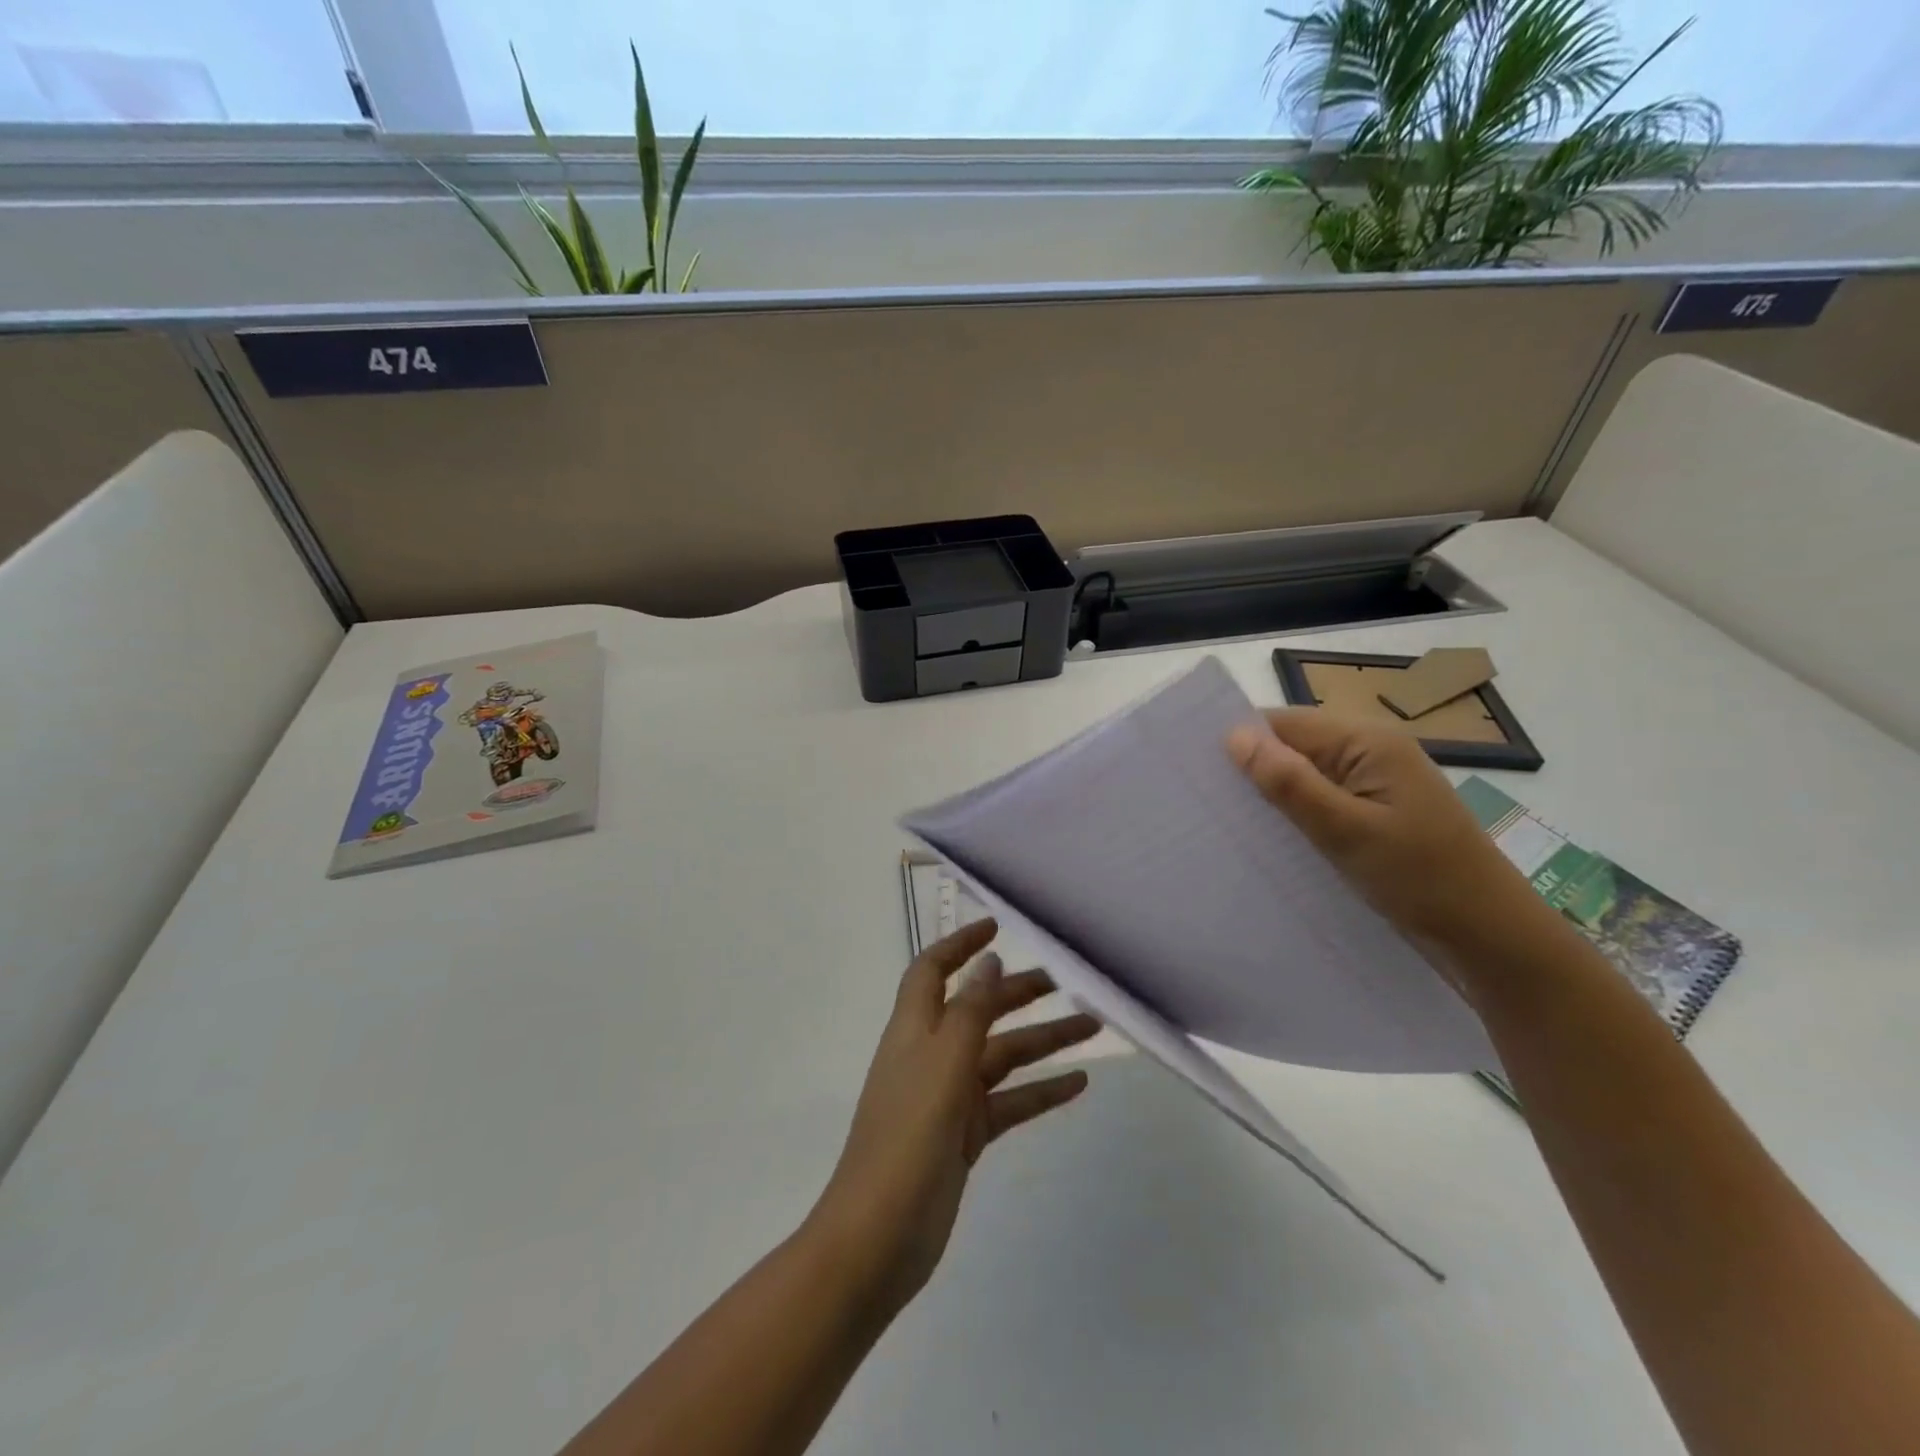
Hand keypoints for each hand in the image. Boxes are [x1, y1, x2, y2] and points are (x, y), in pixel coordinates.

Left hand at [810, 919, 1097, 1317]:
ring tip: (1092, 1027)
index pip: (933, 970)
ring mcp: (948, 1097)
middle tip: (1065, 982)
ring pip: (1002, 1056)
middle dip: (1017, 992)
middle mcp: (930, 1054)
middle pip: (978, 1009)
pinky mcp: (963, 1135)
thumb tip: (989, 961)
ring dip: (1043, 1041)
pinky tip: (1078, 1084)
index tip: (996, 926)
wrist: (878, 1238)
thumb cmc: (907, 1138)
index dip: (960, 944)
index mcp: (914, 1029)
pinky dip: (1041, 1090)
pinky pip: (1009, 1102)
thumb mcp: (942, 1065)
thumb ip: (969, 1011)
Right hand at [1225, 709, 1566, 996]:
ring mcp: (1378, 786)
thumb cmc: (1421, 878)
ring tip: (1227, 821)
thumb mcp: (1346, 830)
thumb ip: (1290, 782)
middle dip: (1254, 770)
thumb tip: (1234, 737)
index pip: (1286, 723)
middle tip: (1205, 800)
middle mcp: (1373, 753)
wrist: (1493, 937)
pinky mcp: (1378, 815)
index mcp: (1369, 743)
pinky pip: (1325, 802)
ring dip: (1274, 796)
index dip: (1241, 740)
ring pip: (1307, 777)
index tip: (1195, 768)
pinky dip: (1297, 815)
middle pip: (1296, 747)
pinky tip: (1271, 838)